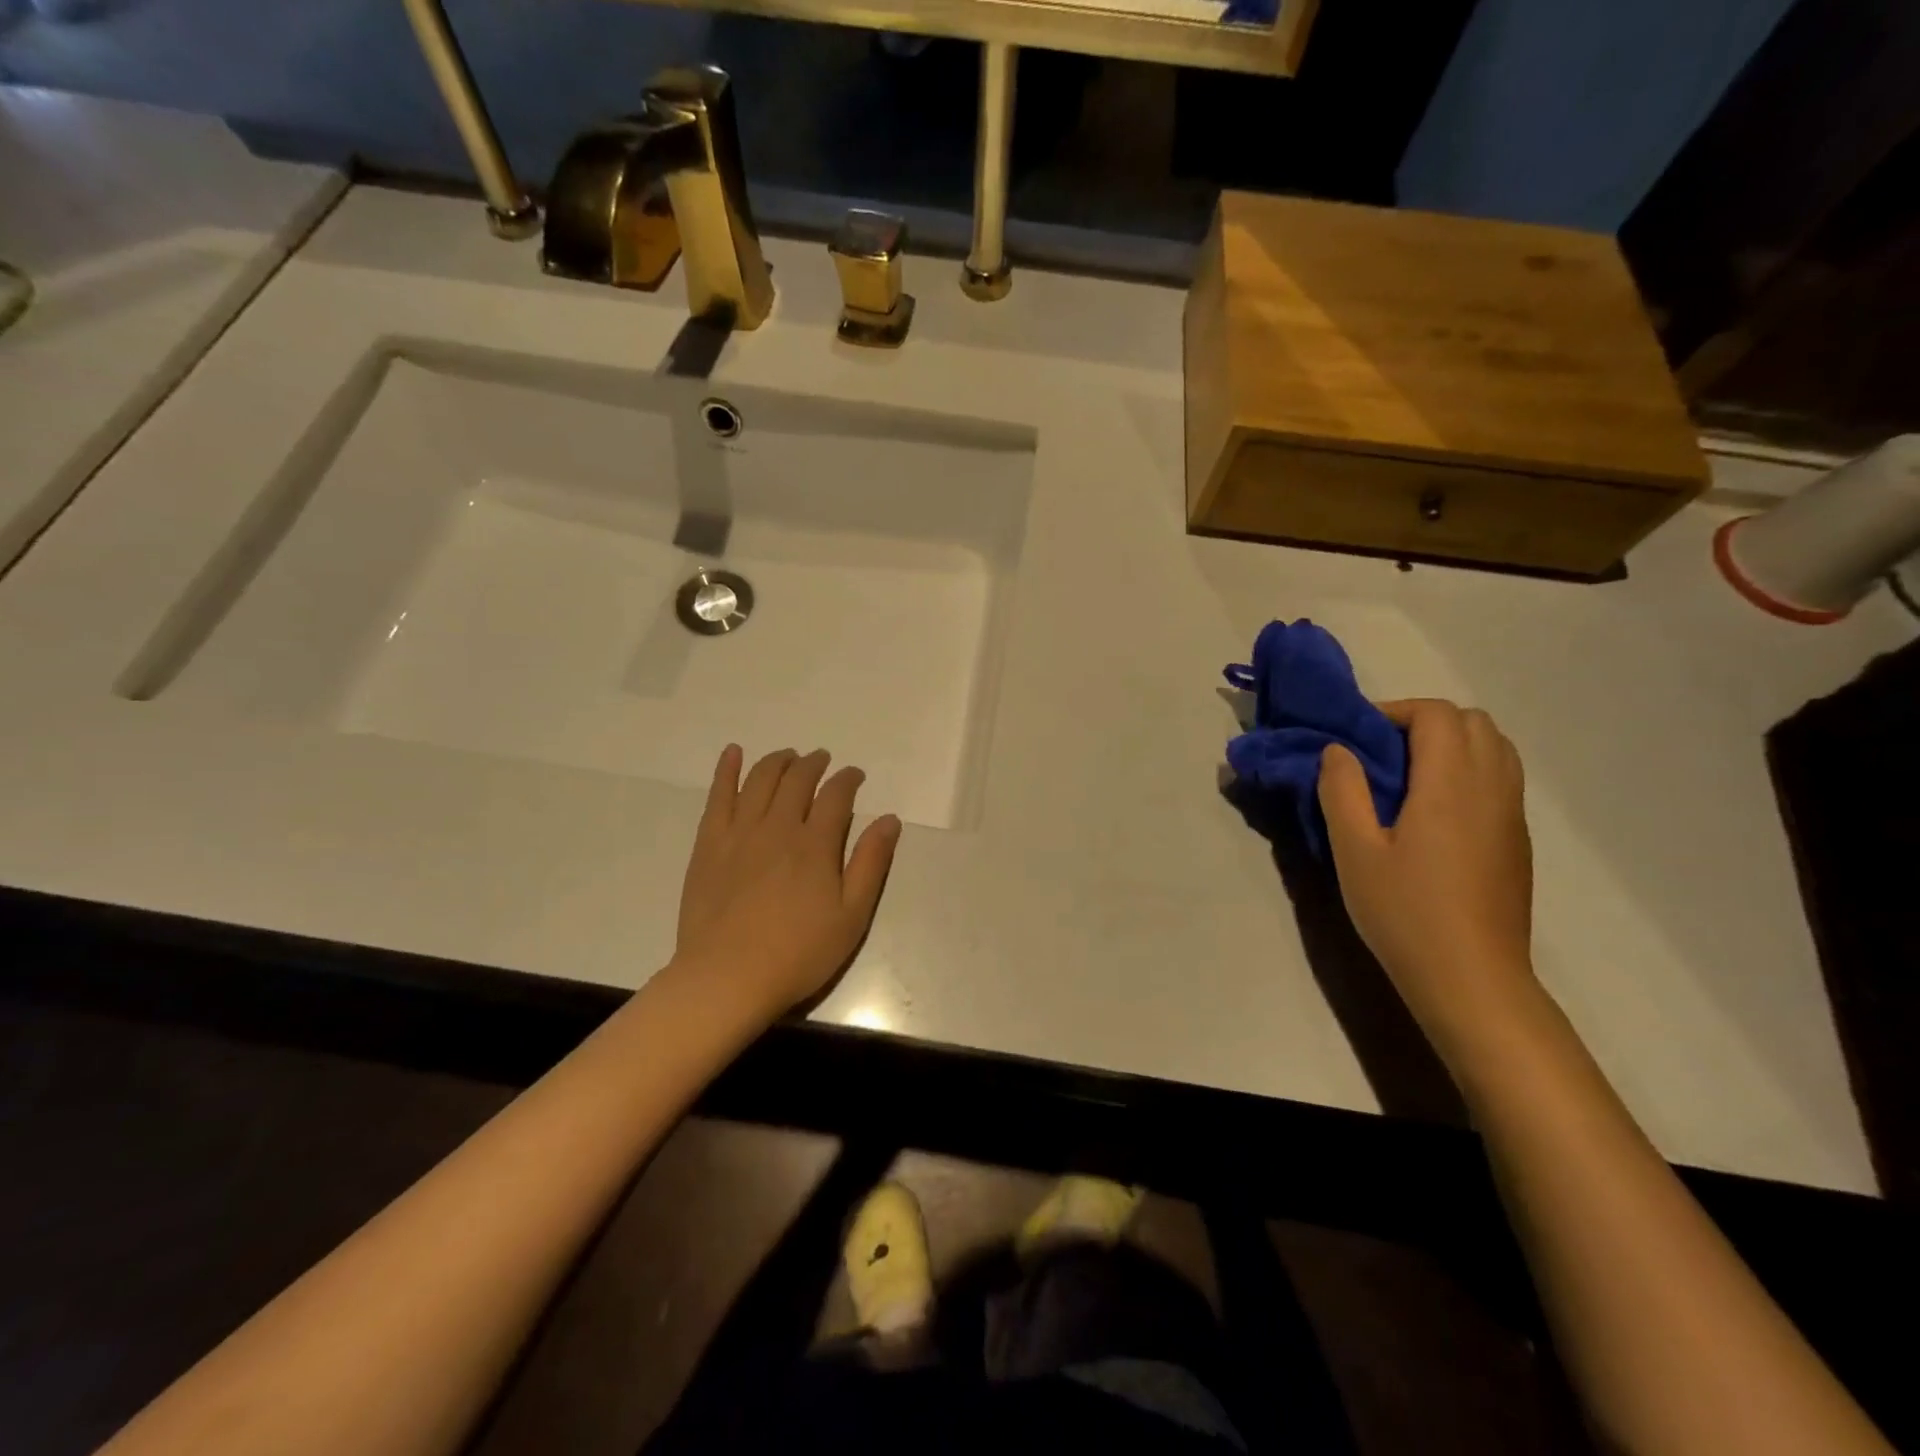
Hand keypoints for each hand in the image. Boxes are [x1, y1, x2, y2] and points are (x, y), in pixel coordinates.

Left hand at [673, 745, 901, 1020]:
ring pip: (760, 780)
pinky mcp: (709, 844)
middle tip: (822, 760)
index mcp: (816, 844)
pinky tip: (732, 753)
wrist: (727, 978)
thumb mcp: (851, 916)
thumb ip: (871, 864)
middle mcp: (778, 827)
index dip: (848, 779)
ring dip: (778, 761)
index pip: (836, 795)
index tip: (855, 776)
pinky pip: (718, 796)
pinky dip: (726, 770)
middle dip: (814, 764)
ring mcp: (740, 832)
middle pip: (798, 779)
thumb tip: (889, 819)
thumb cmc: (798, 954)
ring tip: (788, 756)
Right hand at [1317, 700, 1540, 1067]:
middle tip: (1381, 753)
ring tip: (1407, 777)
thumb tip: (1338, 750)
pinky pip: (1501, 778)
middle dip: (1424, 722)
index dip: (1395, 712)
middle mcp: (1491, 788)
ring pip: (1495, 748)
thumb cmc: (1404, 912)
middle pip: (1473, 722)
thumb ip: (1342, 790)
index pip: (1437, 715)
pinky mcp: (1516, 840)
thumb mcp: (1354, 851)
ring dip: (1451, 744)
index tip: (1359, 737)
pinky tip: (1433, 812)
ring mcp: (1511, 815)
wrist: (1471, 978)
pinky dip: (1469, 770)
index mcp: (1450, 785)